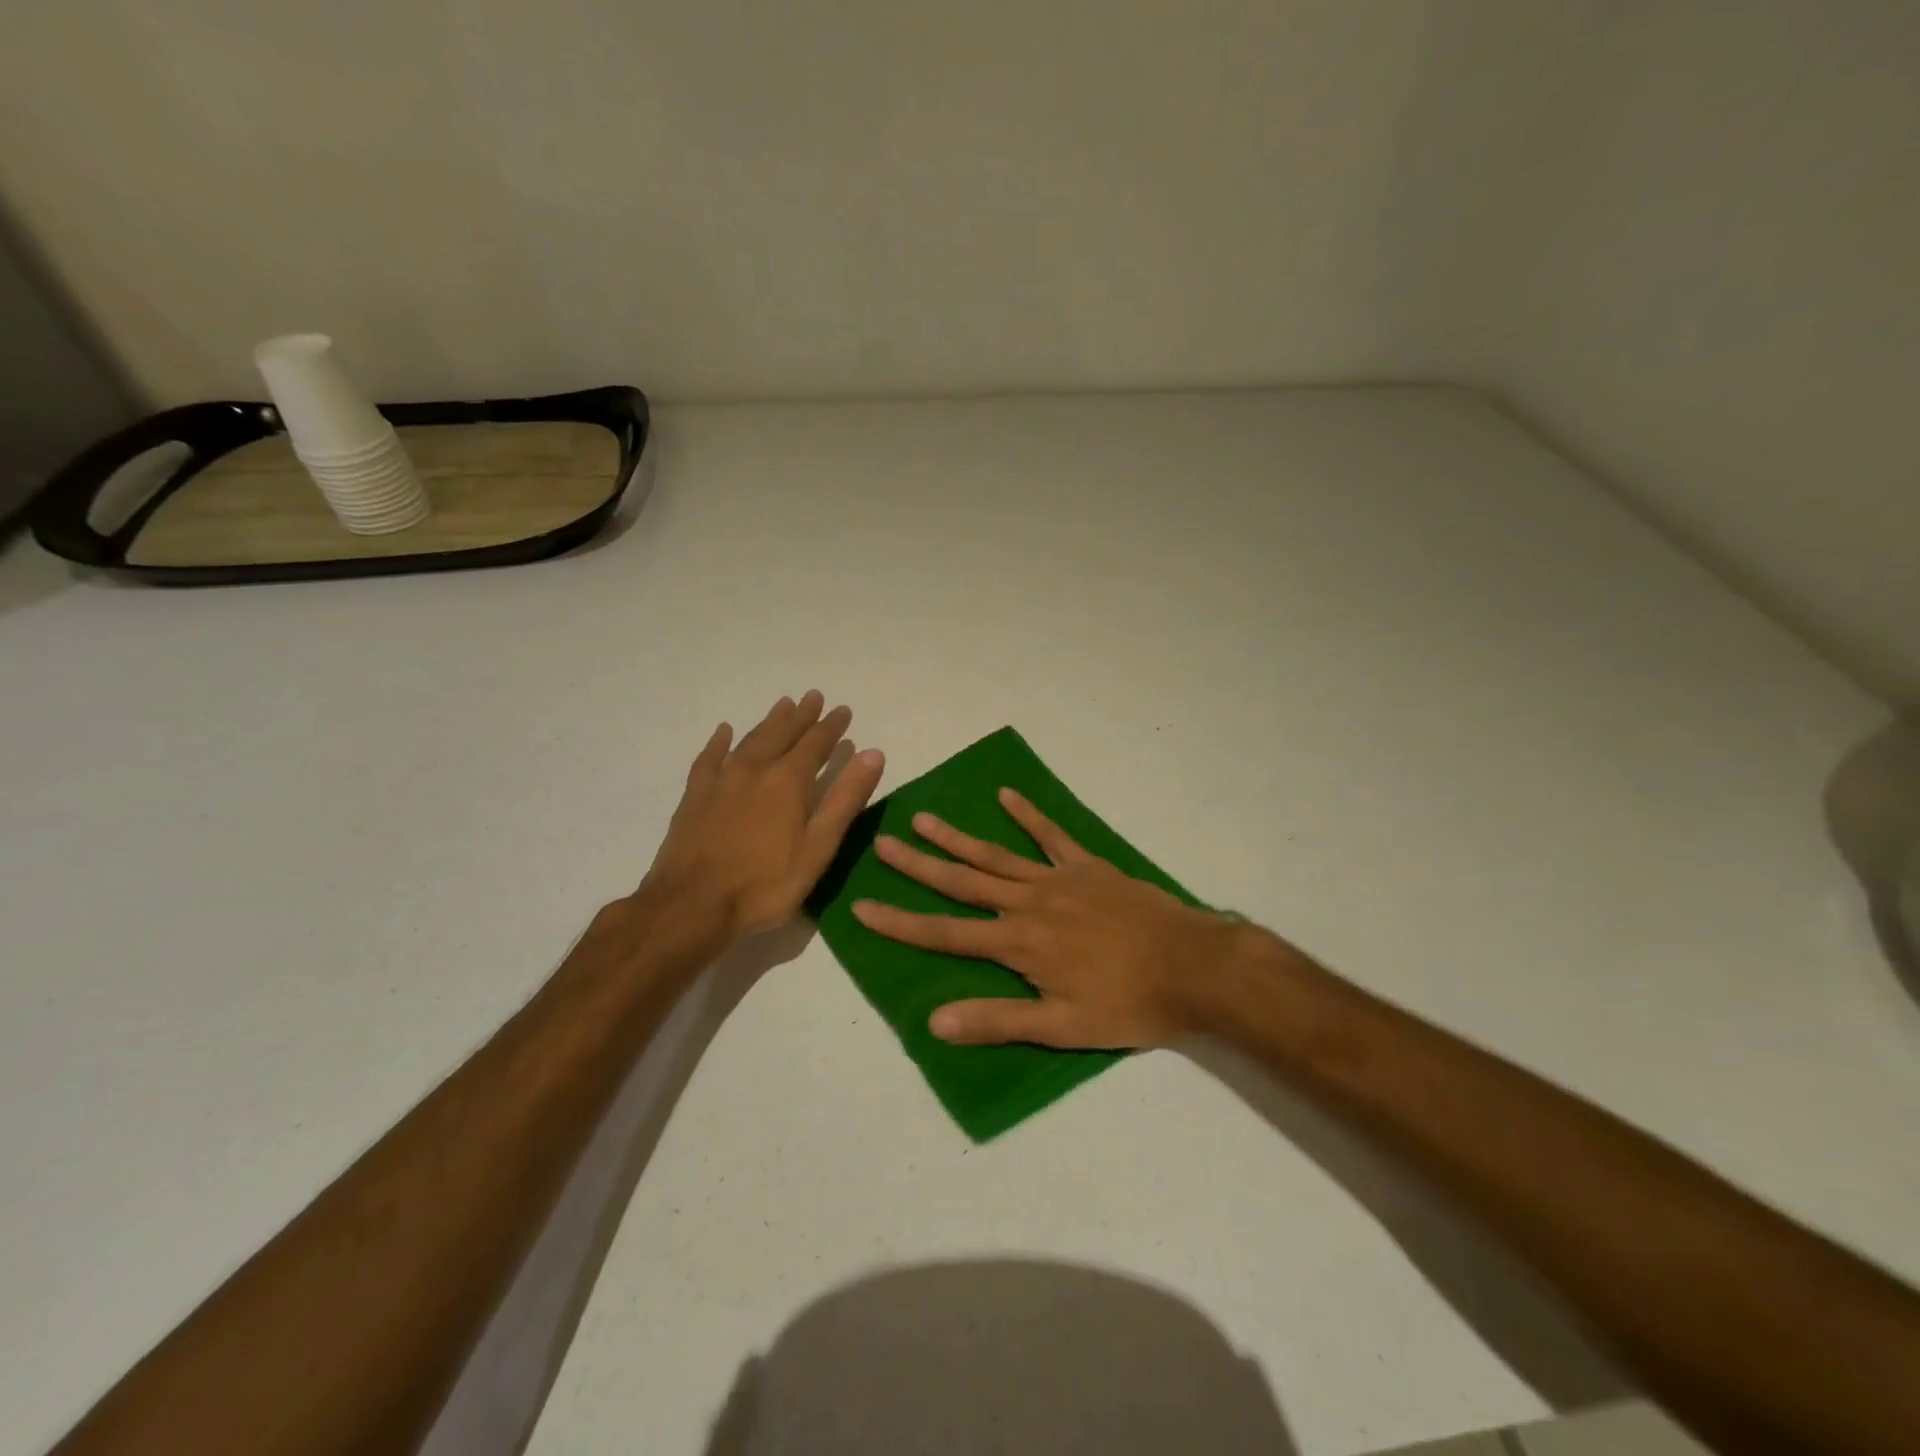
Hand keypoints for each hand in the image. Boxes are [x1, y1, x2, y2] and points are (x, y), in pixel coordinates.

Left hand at [642, 691, 884, 939]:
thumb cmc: (765, 884)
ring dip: (769, 722)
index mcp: (788, 781)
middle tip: (813, 696)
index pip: (816, 743)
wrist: (692, 906)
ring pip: (749, 740)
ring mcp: (721, 781)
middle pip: (782, 734)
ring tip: (782, 705)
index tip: (843, 710)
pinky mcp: (695, 796)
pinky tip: (725, 731)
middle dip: (801, 715)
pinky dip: (720, 742)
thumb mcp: (819, 847)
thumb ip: (846, 798)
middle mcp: (755, 770)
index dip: (831, 726)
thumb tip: (873, 753)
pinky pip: (709, 758)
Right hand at [852, 789, 1244, 1047]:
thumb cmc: (1128, 1003)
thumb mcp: (1062, 1027)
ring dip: (957, 837)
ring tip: (923, 817)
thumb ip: (999, 1021)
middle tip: (882, 843)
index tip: (863, 906)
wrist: (1193, 966)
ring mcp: (1057, 878)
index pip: (945, 933)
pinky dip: (1028, 814)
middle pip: (962, 881)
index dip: (900, 922)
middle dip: (919, 865)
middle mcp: (1028, 903)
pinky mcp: (1087, 865)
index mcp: (1018, 943)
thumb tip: (934, 1022)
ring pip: (995, 854)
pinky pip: (1051, 834)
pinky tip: (1007, 794)